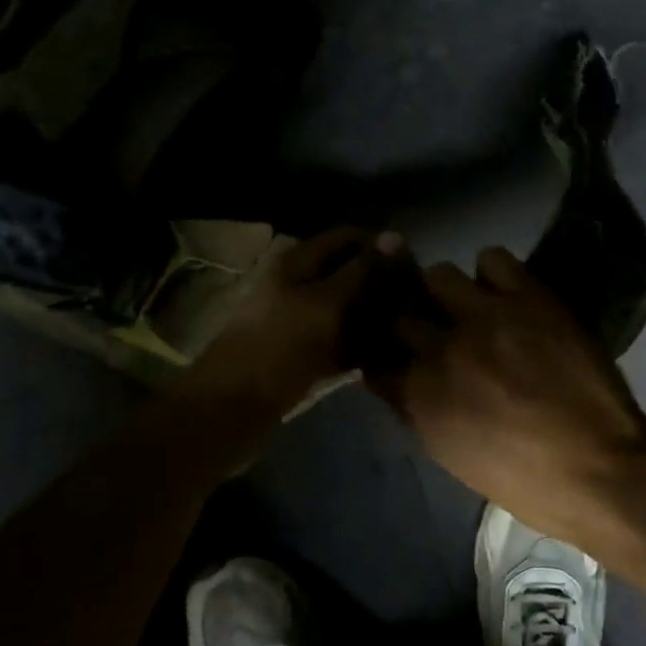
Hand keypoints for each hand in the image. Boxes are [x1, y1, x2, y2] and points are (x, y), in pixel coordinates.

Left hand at [186, 226, 399, 413]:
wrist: (230, 410)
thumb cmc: (279, 348)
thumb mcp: (325, 304)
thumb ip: (360, 271)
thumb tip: (394, 236)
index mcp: (297, 262)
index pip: (347, 237)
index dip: (379, 247)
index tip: (413, 268)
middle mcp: (297, 285)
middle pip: (347, 273)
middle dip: (379, 284)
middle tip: (416, 304)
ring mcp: (298, 320)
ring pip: (345, 309)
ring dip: (372, 316)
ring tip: (408, 330)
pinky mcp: (300, 353)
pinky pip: (337, 341)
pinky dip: (359, 345)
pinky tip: (387, 355)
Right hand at [365, 246, 645, 545]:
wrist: (601, 468)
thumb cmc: (526, 480)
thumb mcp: (452, 456)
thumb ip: (420, 409)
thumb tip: (406, 378)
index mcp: (420, 398)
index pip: (375, 357)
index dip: (382, 350)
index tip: (393, 348)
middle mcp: (441, 350)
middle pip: (399, 310)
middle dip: (408, 316)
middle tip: (429, 321)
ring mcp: (484, 318)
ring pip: (440, 274)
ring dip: (450, 292)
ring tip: (473, 305)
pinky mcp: (527, 297)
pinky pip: (493, 259)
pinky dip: (494, 273)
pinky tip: (507, 292)